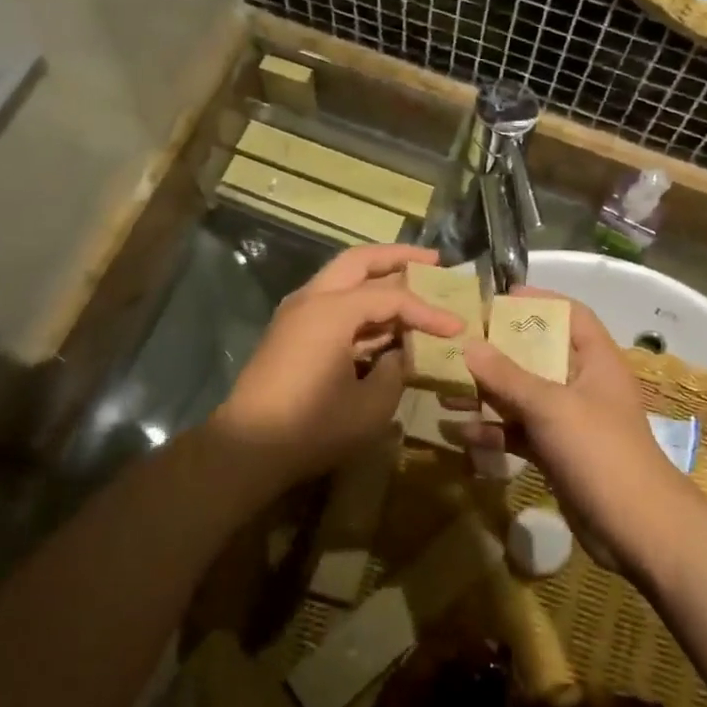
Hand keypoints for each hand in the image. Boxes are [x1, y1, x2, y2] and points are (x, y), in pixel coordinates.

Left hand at [211, 245, 463, 494]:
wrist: (247, 449)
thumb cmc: (312, 427)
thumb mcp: (371, 406)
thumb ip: (395, 370)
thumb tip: (400, 354)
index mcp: (332, 311)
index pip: (391, 298)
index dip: (428, 312)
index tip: (458, 327)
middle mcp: (311, 299)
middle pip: (359, 261)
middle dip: (397, 257)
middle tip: (434, 261)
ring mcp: (296, 314)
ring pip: (342, 278)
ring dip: (376, 278)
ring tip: (413, 282)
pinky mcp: (290, 333)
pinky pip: (331, 303)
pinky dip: (359, 303)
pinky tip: (382, 320)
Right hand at [458, 291, 693, 570]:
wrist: (635, 528)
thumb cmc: (599, 450)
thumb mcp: (550, 405)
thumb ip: (507, 375)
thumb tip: (468, 344)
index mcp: (596, 360)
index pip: (571, 315)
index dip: (539, 301)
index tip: (499, 297)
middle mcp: (584, 384)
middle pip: (539, 355)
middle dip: (498, 352)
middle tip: (458, 345)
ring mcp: (570, 421)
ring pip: (524, 397)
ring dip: (488, 395)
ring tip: (446, 391)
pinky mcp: (558, 453)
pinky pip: (521, 433)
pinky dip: (495, 432)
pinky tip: (462, 434)